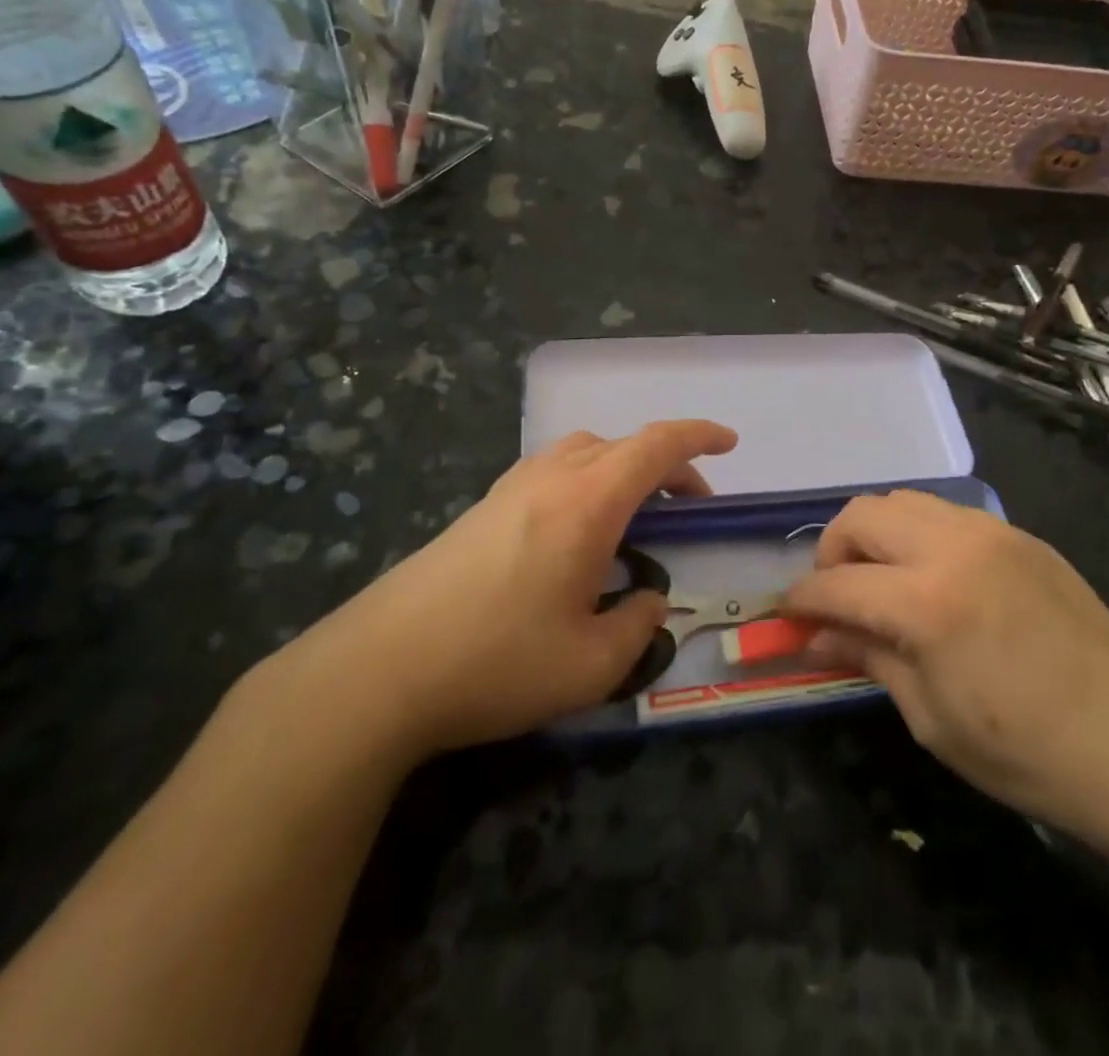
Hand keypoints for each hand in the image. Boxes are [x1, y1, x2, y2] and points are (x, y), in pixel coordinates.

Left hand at [270, 419, 736, 760]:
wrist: (379, 670)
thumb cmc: (497, 663)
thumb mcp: (591, 665)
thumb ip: (637, 626)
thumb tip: (647, 600)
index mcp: (588, 502)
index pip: (657, 445)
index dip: (699, 437)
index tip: (729, 443)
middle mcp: (550, 478)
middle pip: (622, 444)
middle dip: (668, 463)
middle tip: (689, 504)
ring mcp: (509, 488)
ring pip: (582, 451)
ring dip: (621, 467)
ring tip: (635, 513)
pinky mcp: (481, 508)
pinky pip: (550, 470)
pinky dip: (585, 479)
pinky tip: (576, 530)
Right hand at [781, 490, 1108, 857]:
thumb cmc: (1024, 751)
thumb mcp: (930, 716)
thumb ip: (867, 658)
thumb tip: (814, 638)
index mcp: (927, 602)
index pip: (837, 583)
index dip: (802, 598)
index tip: (786, 613)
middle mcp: (953, 546)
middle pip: (861, 515)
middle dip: (832, 551)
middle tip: (835, 593)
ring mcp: (991, 532)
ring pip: (903, 501)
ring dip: (876, 533)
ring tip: (881, 579)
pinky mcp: (1019, 534)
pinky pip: (948, 513)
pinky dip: (919, 533)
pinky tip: (931, 576)